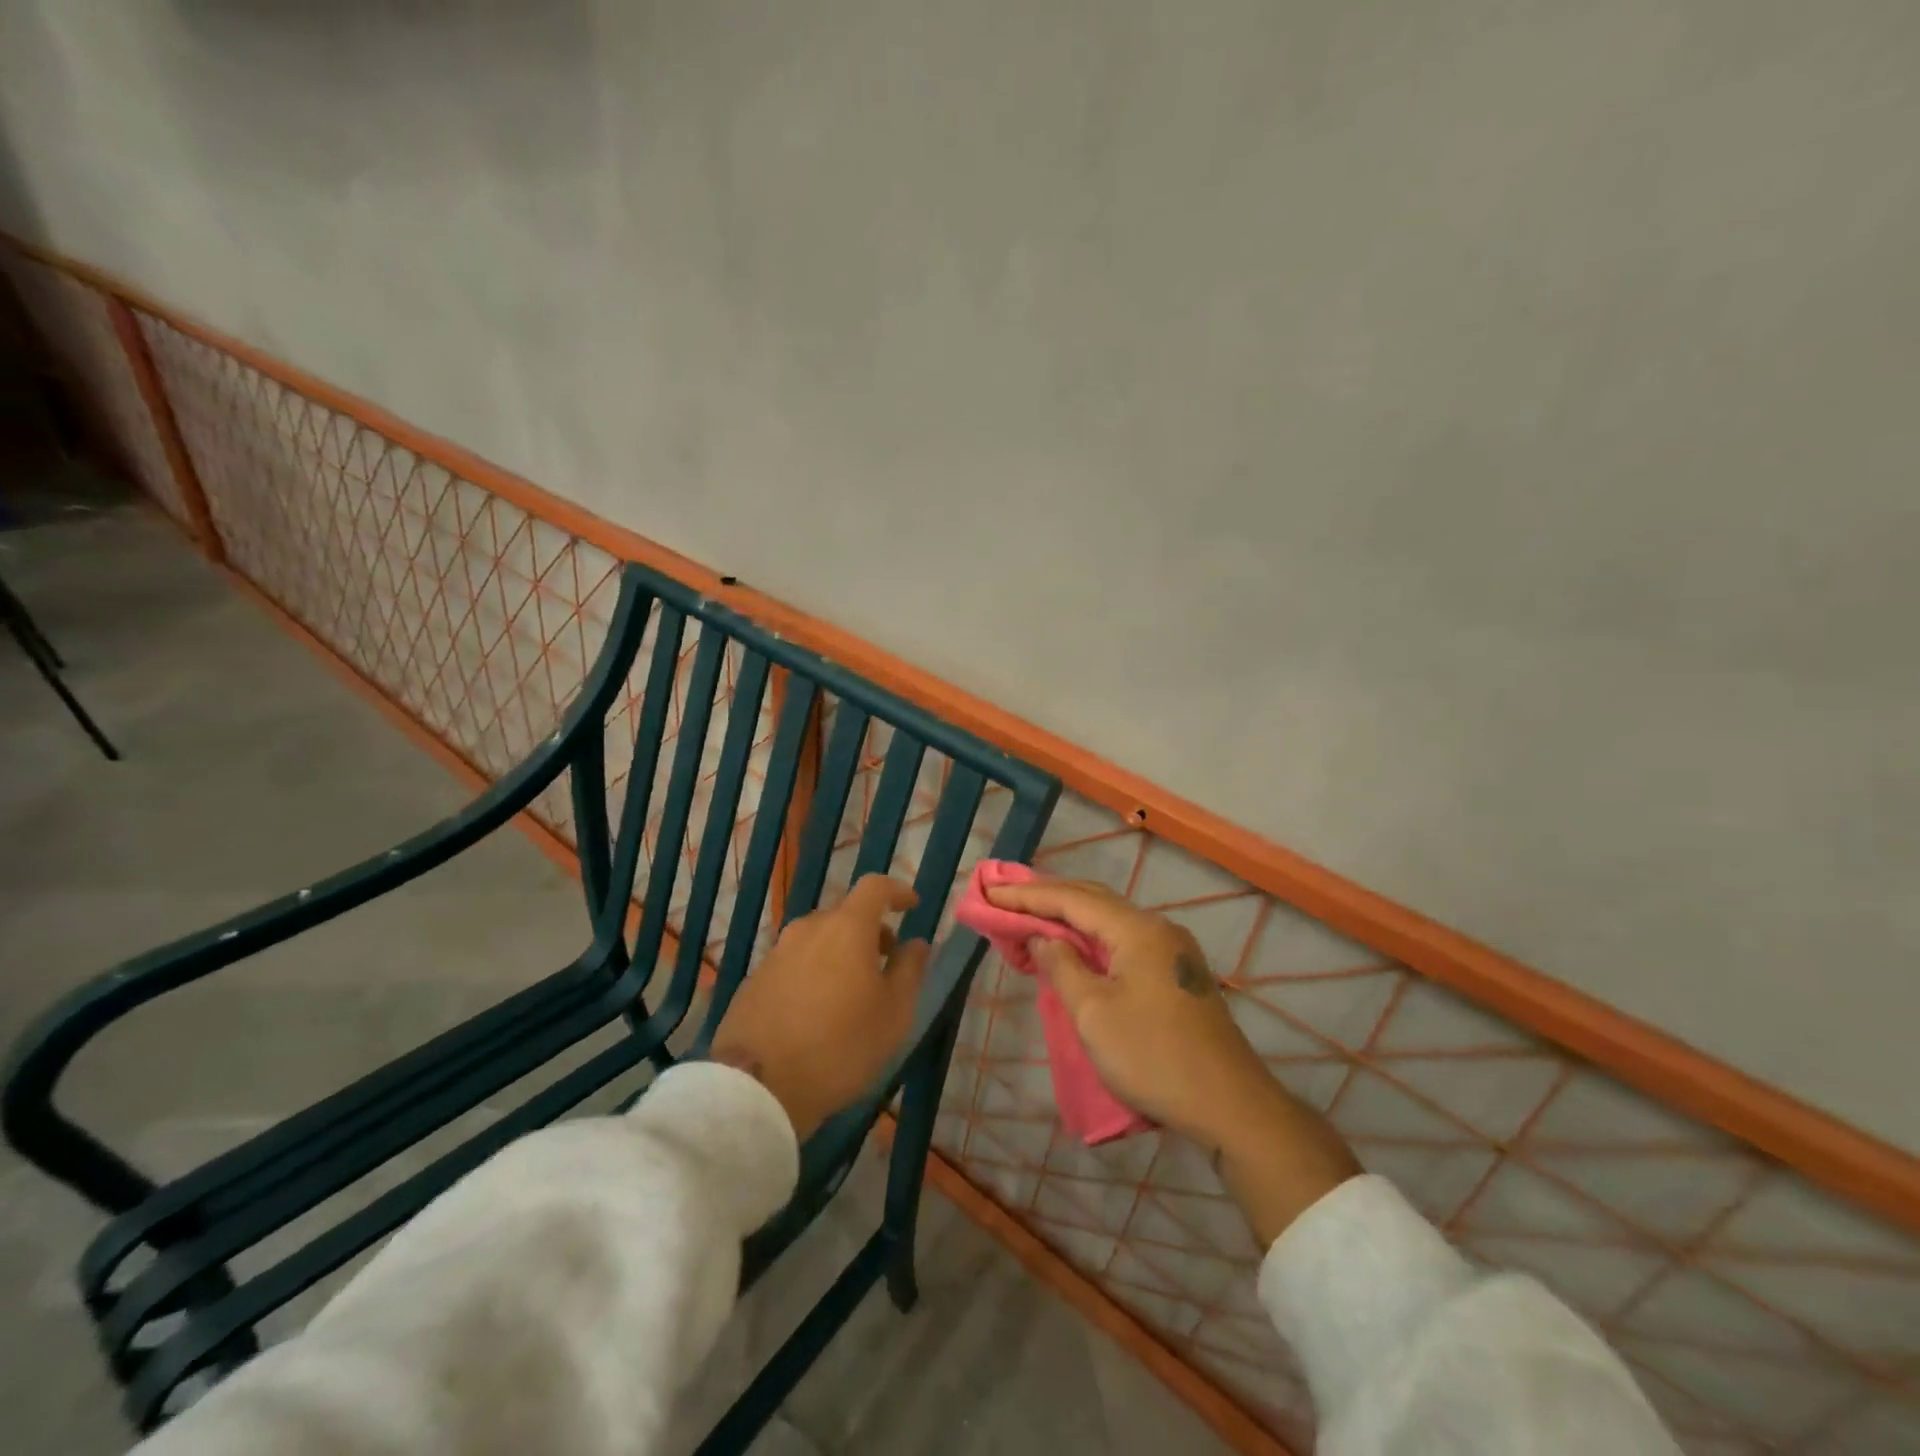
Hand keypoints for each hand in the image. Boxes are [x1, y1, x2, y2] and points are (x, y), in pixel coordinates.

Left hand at [711, 875, 929, 1139]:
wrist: (757, 1087)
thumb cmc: (840, 1046)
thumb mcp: (894, 1014)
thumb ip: (909, 970)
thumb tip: (916, 943)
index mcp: (846, 928)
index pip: (874, 887)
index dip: (897, 891)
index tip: (912, 906)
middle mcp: (808, 929)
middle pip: (844, 914)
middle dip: (870, 929)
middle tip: (886, 960)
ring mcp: (776, 953)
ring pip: (817, 939)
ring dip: (840, 952)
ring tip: (852, 991)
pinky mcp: (754, 981)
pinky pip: (793, 964)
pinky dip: (813, 973)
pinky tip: (817, 1011)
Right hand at [985, 876, 1357, 1244]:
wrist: (1231, 1105)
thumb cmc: (1154, 1057)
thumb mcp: (1094, 1013)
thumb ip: (1062, 966)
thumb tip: (1042, 937)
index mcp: (1137, 929)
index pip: (1072, 899)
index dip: (1027, 895)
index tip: (990, 892)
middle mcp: (1156, 928)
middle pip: (1092, 901)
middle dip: (1046, 898)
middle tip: (1004, 898)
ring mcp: (1170, 950)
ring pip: (1108, 922)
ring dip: (1067, 919)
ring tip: (1028, 919)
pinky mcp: (1174, 974)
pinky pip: (1121, 942)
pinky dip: (1088, 940)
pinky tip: (1070, 949)